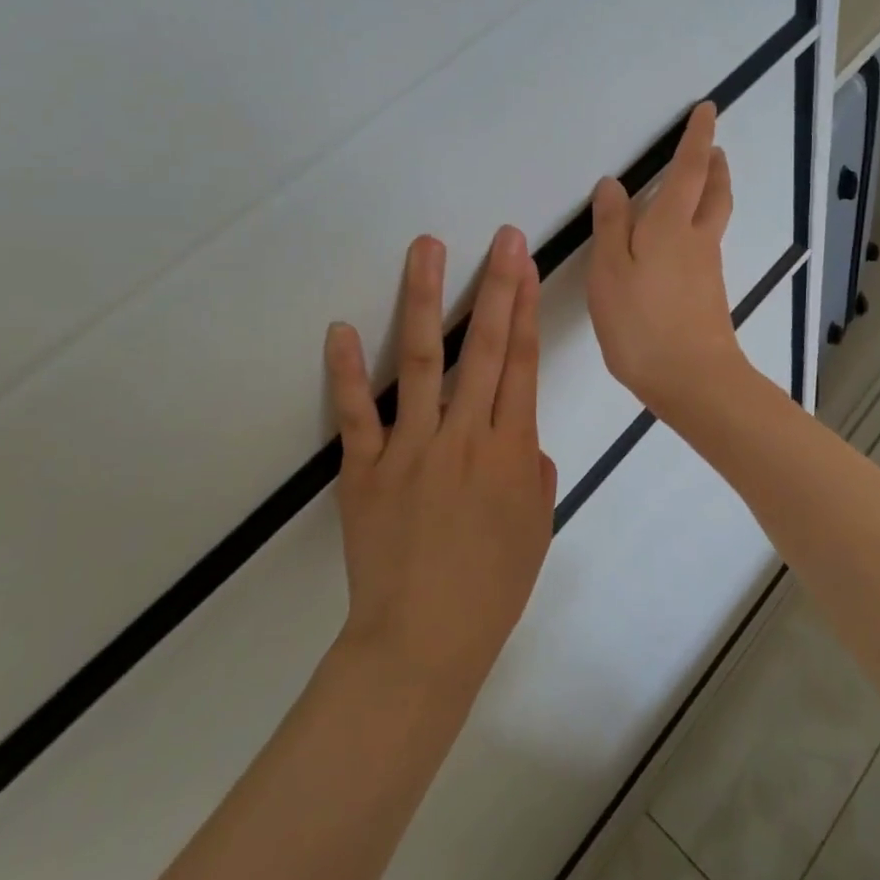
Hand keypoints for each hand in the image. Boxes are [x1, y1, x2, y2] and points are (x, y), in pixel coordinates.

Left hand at [326, 227, 556, 692]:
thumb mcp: (537, 526)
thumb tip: (523, 437)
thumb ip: (535, 471)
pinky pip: (356, 413)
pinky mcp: (365, 469)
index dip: (525, 309)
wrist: (423, 640)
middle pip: (485, 348)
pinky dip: (346, 371)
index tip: (525, 265)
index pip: (522, 363)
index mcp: (511, 450)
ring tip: (428, 250)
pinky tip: (342, 327)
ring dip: (426, 301)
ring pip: (422, 361)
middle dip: (496, 287)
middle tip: (500, 239)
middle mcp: (464, 436)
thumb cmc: (492, 587)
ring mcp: (411, 448)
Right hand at [587, 101, 746, 416]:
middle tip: (713, 147)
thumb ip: (611, 225)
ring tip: (700, 184)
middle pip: (714, 192)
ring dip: (712, 192)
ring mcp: (708, 269)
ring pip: (714, 219)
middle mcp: (697, 239)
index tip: (707, 111)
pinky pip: (707, 245)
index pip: (689, 169)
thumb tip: (614, 185)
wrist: (692, 380)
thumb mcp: (610, 270)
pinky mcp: (709, 295)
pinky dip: (702, 226)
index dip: (697, 138)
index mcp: (672, 225)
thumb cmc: (641, 321)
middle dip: (714, 165)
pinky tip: (684, 242)